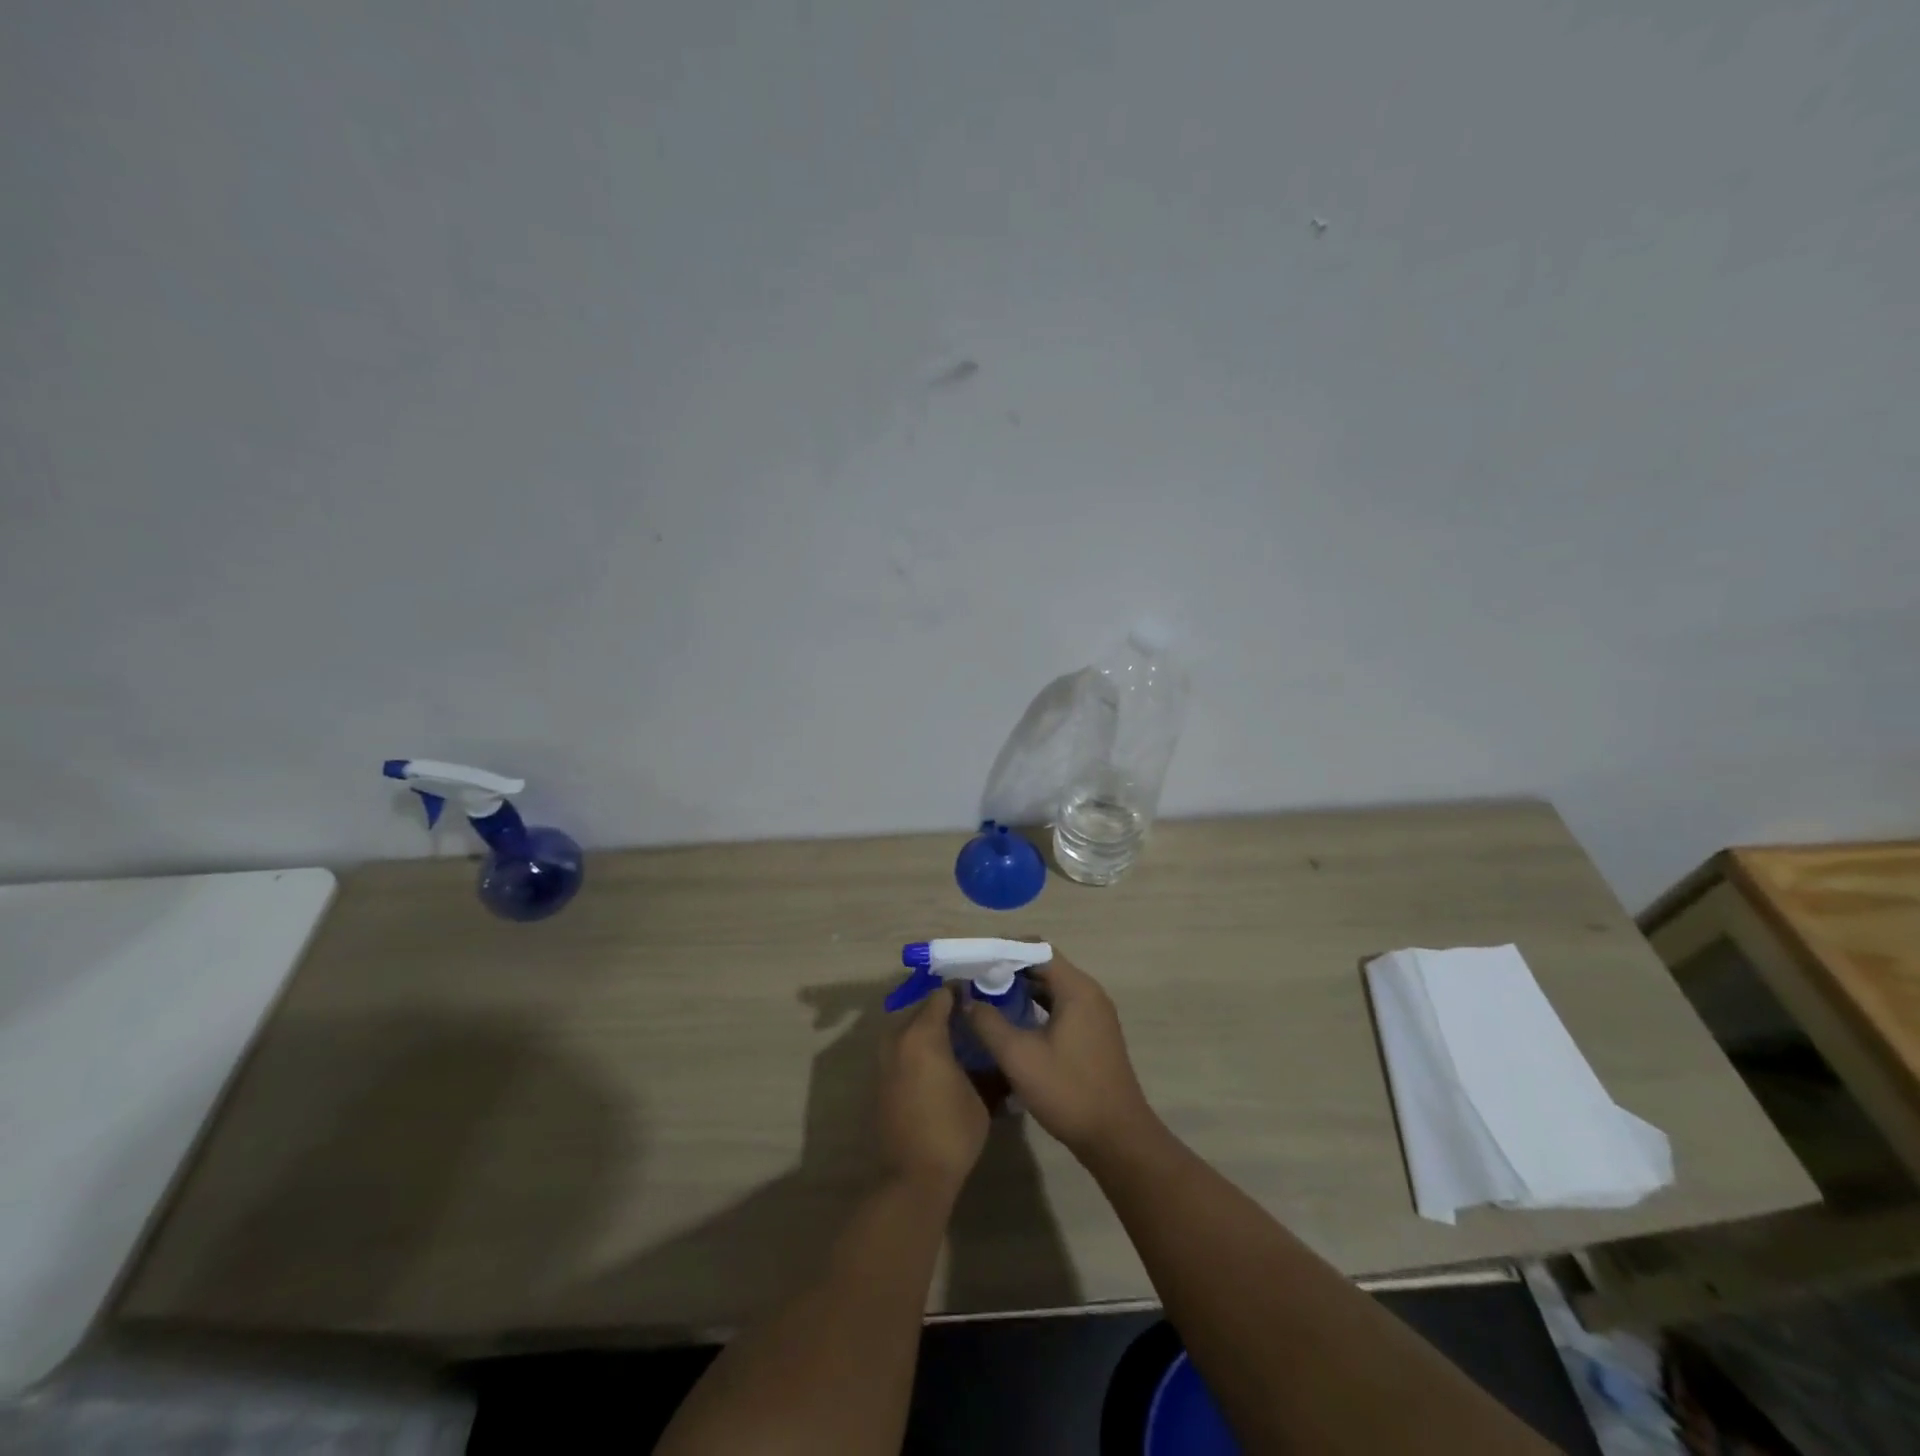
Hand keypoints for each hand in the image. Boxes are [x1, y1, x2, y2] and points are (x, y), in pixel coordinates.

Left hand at [878, 985, 988, 1198]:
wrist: (912, 1178)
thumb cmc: (951, 1132)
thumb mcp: (981, 1096)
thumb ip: (986, 1064)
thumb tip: (993, 1050)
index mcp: (923, 1034)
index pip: (942, 996)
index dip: (962, 992)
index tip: (981, 995)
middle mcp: (898, 1039)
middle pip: (923, 1010)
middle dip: (946, 1011)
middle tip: (973, 1018)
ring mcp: (884, 1060)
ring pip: (910, 1030)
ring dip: (930, 1031)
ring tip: (959, 1041)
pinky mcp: (880, 1080)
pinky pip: (902, 1051)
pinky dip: (918, 1050)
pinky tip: (941, 1064)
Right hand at [963, 952, 1157, 1160]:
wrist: (1117, 1138)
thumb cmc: (1068, 1091)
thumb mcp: (1019, 1057)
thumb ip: (988, 1022)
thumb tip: (965, 998)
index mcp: (1076, 989)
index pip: (1037, 949)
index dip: (1004, 949)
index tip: (975, 959)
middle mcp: (1089, 993)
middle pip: (1044, 966)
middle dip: (1009, 969)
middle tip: (974, 979)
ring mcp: (1094, 1015)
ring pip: (1051, 988)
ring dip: (1021, 990)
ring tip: (986, 998)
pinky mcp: (1093, 1035)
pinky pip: (1059, 1006)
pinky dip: (1035, 1007)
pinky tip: (1011, 1023)